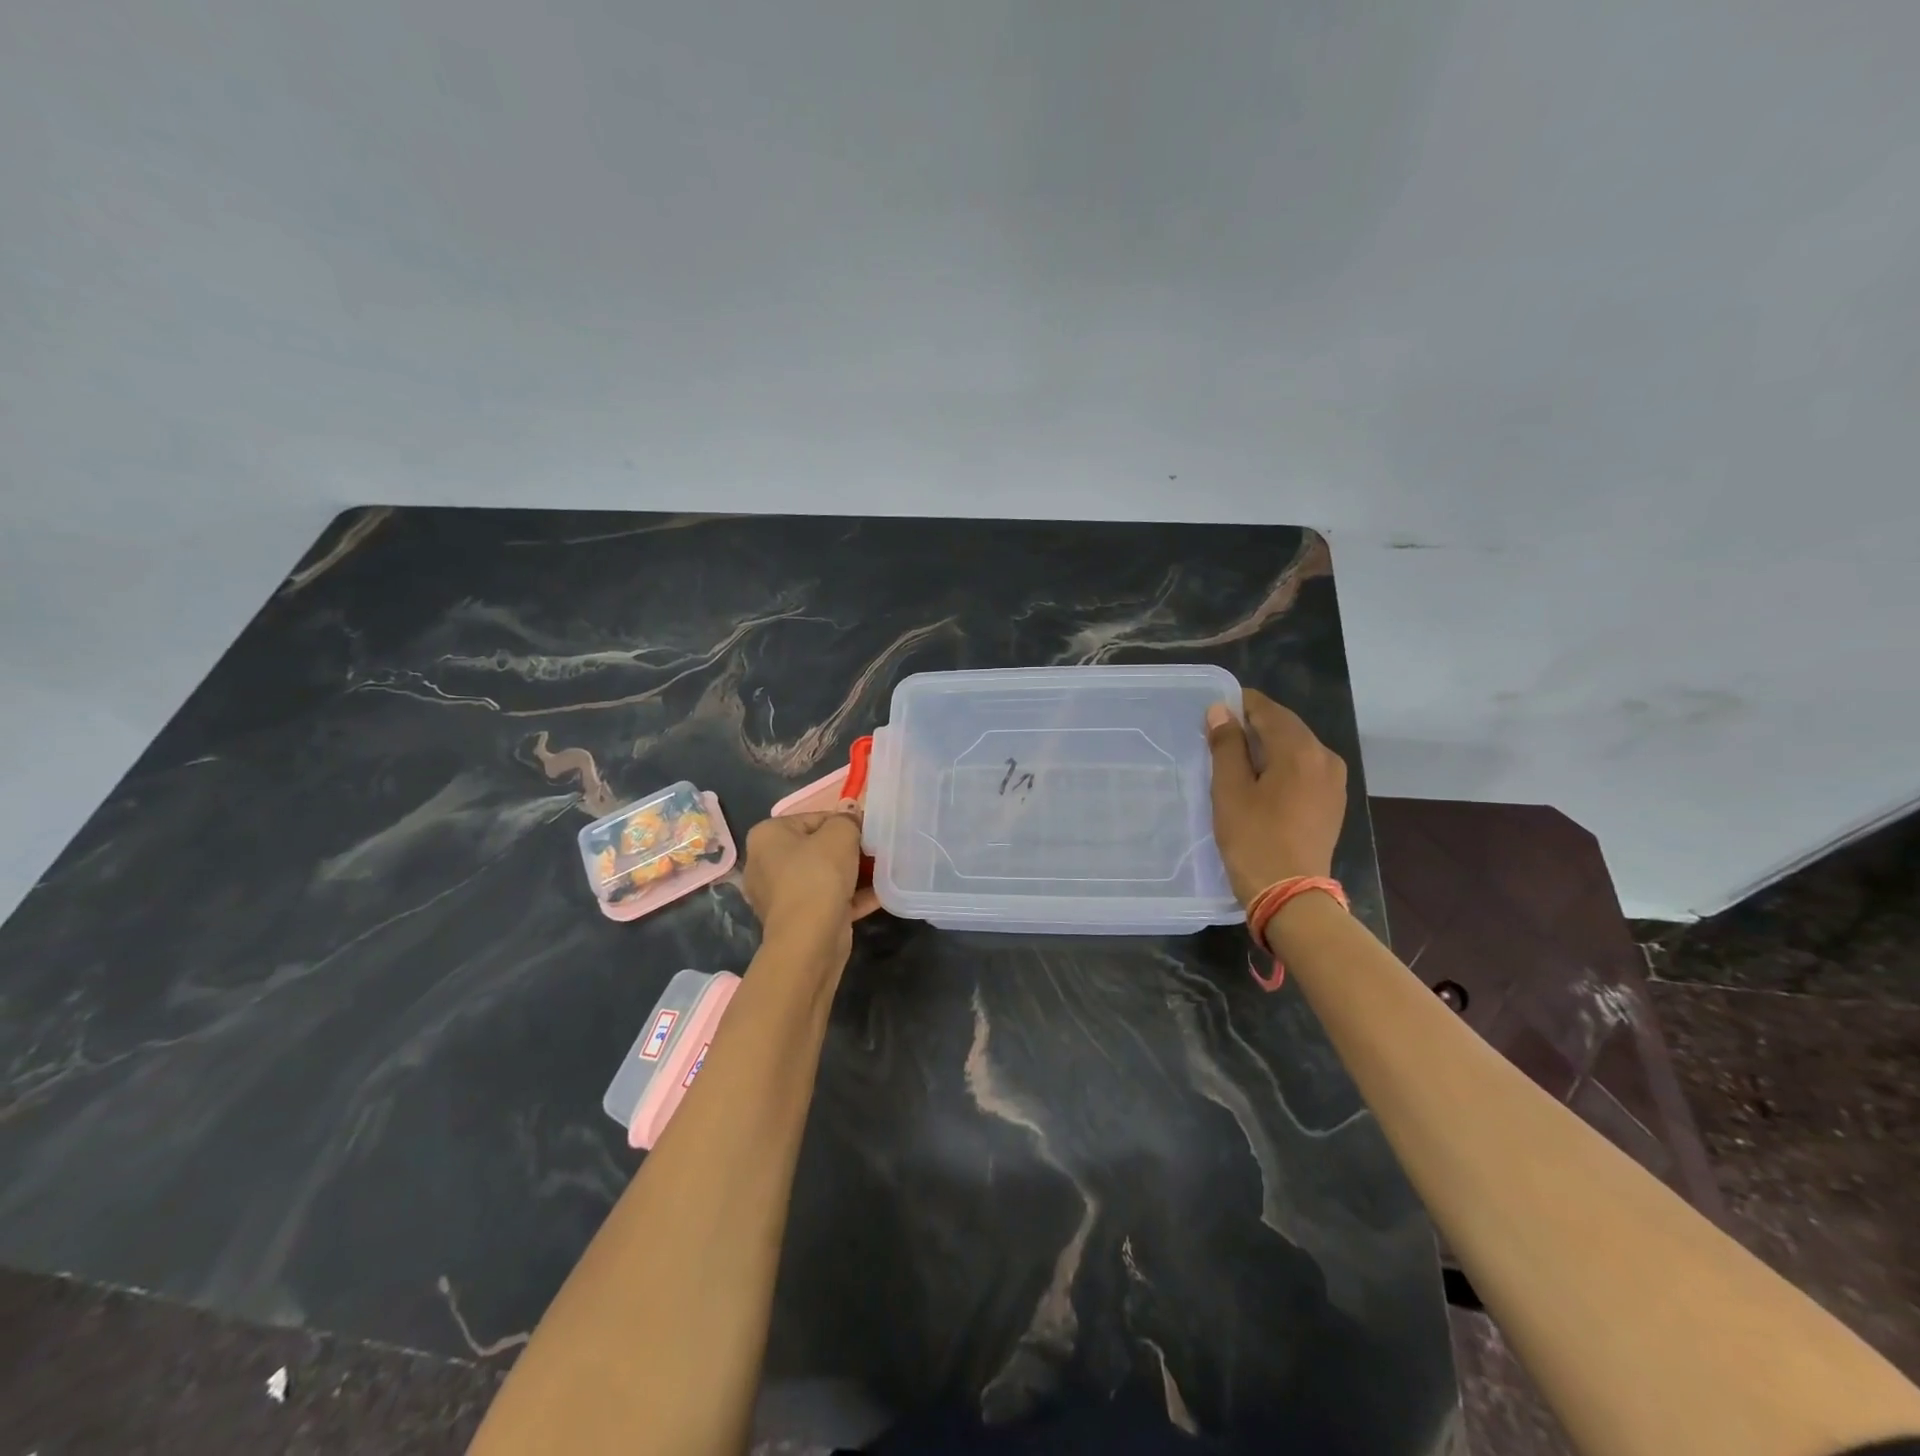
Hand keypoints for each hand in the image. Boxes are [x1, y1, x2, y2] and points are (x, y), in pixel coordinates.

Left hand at [742, 806, 879, 955]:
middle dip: (849, 850)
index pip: (813, 818)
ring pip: (824, 876)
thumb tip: (851, 814)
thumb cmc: (818, 875)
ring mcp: (779, 895)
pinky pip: (827, 899)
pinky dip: (851, 896)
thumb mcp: (840, 835)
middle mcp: (766, 863)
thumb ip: (848, 819)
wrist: (809, 939)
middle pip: (817, 848)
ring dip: (854, 873)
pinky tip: (881, 894)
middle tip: (877, 850)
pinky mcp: (796, 919)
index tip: (869, 831)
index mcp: (767, 836)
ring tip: (883, 871)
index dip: (845, 822)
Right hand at [1205, 690, 1348, 906]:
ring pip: (1297, 747)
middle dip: (1254, 725)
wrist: (1291, 896)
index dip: (1240, 704)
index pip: (1268, 709)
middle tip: (1220, 737)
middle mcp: (1325, 757)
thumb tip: (1221, 710)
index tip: (1214, 712)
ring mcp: (1334, 781)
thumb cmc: (1253, 839)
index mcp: (1299, 749)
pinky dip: (1283, 765)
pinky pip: (1305, 769)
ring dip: (1269, 746)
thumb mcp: (1229, 790)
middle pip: (1286, 726)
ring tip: (1237, 761)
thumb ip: (1226, 745)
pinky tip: (1262, 782)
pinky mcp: (1333, 802)